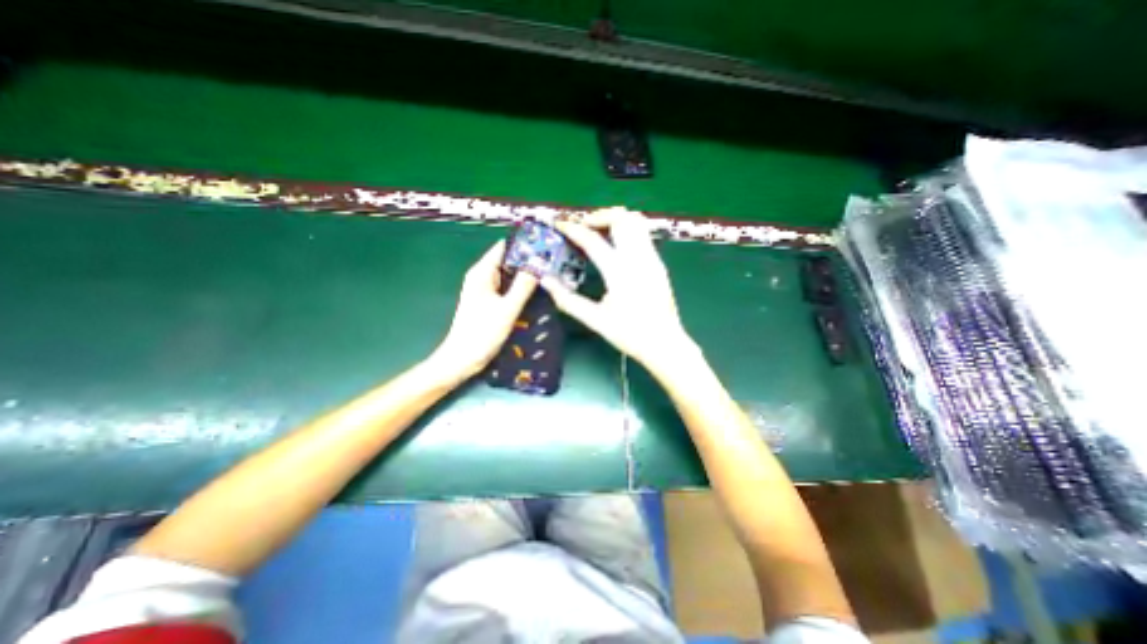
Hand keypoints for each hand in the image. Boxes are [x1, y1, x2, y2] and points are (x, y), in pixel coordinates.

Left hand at [433, 240, 539, 376]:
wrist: (462, 359)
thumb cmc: (482, 334)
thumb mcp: (507, 309)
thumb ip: (523, 286)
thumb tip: (539, 264)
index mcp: (482, 273)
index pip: (504, 247)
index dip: (524, 244)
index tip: (546, 245)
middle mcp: (483, 277)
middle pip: (508, 260)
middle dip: (529, 260)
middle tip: (553, 262)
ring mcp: (486, 290)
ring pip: (509, 275)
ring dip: (526, 275)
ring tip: (550, 275)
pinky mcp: (490, 302)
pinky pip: (508, 288)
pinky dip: (521, 288)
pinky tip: (537, 292)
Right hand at [542, 208, 698, 373]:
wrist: (664, 343)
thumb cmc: (629, 334)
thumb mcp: (595, 320)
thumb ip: (568, 300)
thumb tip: (546, 281)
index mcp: (620, 273)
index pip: (593, 240)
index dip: (573, 230)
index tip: (560, 225)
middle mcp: (638, 259)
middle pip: (621, 219)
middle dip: (599, 216)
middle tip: (583, 227)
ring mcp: (652, 259)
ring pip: (636, 222)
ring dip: (615, 219)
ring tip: (599, 231)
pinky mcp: (658, 264)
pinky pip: (642, 235)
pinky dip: (626, 230)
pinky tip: (616, 246)